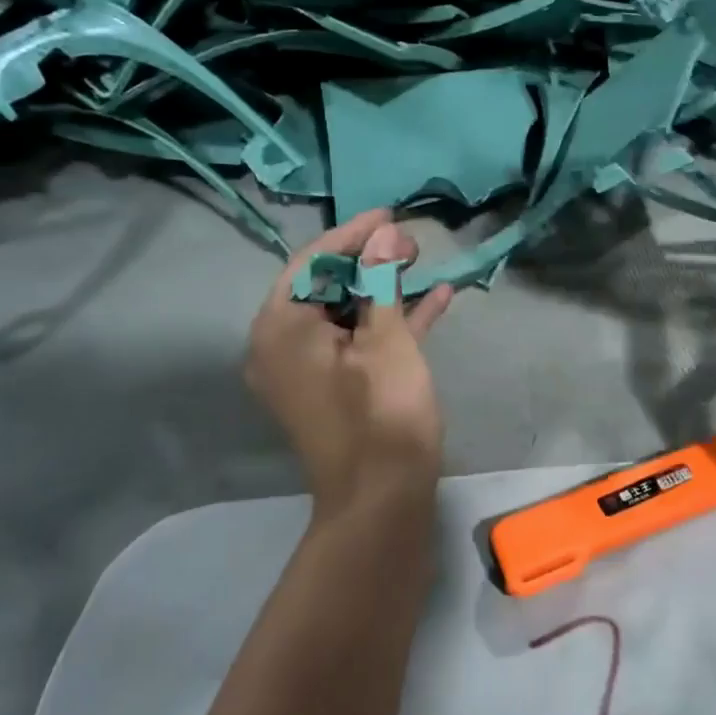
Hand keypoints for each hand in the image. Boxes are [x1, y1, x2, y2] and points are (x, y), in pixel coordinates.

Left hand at [248, 211, 454, 523]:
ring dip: (384, 288)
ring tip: (422, 261)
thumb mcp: (386, 339)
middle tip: (411, 242)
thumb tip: (385, 234)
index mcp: (280, 328)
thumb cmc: (381, 413)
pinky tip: (435, 298)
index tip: (390, 214)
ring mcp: (307, 369)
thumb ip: (381, 281)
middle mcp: (282, 345)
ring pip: (345, 312)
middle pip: (326, 286)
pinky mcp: (334, 386)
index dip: (353, 235)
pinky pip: (357, 341)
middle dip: (371, 260)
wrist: (382, 500)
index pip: (312, 262)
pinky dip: (389, 321)